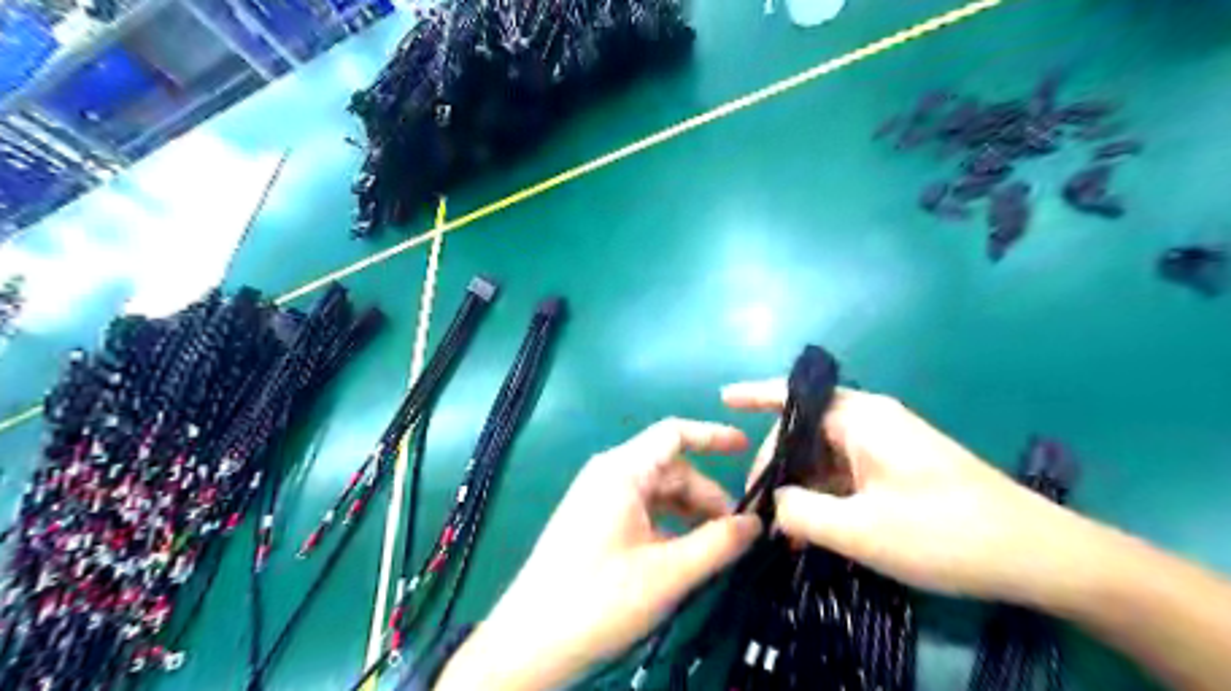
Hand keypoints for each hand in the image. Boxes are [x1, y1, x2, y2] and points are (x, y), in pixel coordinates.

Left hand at [433, 419, 761, 687]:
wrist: (529, 643)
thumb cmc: (600, 599)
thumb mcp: (669, 573)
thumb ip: (718, 543)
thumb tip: (757, 522)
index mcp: (622, 471)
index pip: (674, 434)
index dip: (713, 436)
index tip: (748, 449)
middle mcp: (608, 475)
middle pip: (670, 469)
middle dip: (706, 495)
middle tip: (738, 533)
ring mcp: (597, 499)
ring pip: (657, 493)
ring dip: (689, 514)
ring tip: (716, 548)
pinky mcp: (593, 522)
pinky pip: (640, 511)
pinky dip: (667, 526)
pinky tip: (683, 556)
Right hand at [722, 384, 1085, 604]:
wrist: (1039, 557)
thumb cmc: (946, 534)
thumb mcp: (861, 530)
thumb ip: (800, 512)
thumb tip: (772, 502)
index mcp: (861, 418)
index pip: (794, 399)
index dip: (755, 396)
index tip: (721, 401)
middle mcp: (871, 420)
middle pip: (805, 429)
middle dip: (777, 463)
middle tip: (757, 507)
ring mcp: (887, 444)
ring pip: (824, 455)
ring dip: (801, 485)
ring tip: (781, 527)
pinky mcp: (898, 468)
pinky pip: (845, 472)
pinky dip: (825, 495)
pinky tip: (814, 529)